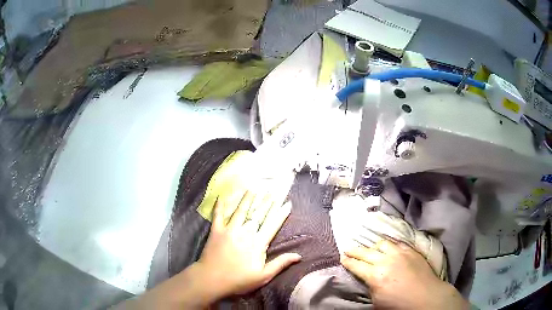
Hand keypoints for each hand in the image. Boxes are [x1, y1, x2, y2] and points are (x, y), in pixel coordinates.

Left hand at [196, 191, 300, 299]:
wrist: (212, 279)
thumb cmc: (239, 280)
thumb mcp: (263, 276)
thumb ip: (280, 264)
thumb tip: (298, 256)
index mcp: (258, 243)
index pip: (272, 225)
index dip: (281, 214)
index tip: (287, 203)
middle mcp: (245, 232)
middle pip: (258, 214)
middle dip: (266, 202)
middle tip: (272, 191)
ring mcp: (229, 230)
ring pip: (240, 210)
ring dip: (247, 199)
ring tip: (252, 189)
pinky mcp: (216, 231)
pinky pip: (218, 215)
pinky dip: (219, 205)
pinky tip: (221, 196)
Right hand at [341, 240, 468, 309]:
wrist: (426, 297)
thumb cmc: (399, 305)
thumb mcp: (377, 302)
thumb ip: (370, 287)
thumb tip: (368, 279)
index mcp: (375, 275)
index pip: (356, 265)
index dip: (347, 261)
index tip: (342, 258)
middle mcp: (386, 260)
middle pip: (366, 252)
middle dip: (354, 251)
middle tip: (348, 249)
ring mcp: (400, 253)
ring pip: (382, 243)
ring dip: (373, 246)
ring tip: (369, 248)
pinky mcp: (411, 250)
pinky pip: (397, 243)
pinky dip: (389, 245)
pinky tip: (388, 247)